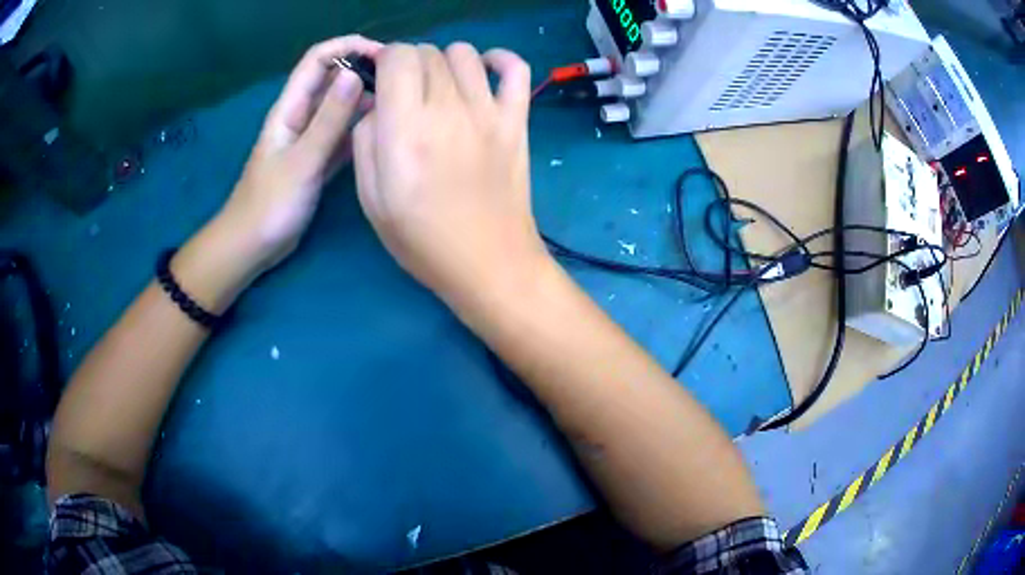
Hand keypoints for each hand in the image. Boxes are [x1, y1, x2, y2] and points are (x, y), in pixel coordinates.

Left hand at [217, 35, 382, 275]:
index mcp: (290, 108)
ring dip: (365, 98)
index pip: (317, 59)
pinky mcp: (316, 160)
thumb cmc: (270, 204)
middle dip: (362, 68)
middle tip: (400, 78)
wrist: (251, 246)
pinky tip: (382, 130)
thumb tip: (356, 74)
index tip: (383, 54)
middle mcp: (300, 116)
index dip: (348, 46)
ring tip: (399, 101)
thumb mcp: (302, 160)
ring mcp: (309, 138)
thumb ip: (329, 119)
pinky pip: (342, 134)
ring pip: (339, 106)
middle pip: (332, 77)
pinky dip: (360, 127)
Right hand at [352, 43, 547, 305]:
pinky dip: (499, 60)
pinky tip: (484, 73)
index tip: (382, 80)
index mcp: (406, 129)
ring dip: (444, 62)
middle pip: (428, 52)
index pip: (398, 57)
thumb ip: (365, 140)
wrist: (489, 263)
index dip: (385, 60)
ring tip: (440, 88)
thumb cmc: (423, 240)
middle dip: (410, 64)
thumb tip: (377, 104)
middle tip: (407, 93)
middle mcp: (448, 109)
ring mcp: (489, 112)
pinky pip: (516, 68)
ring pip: (465, 53)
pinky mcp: (517, 120)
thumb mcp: (371, 199)